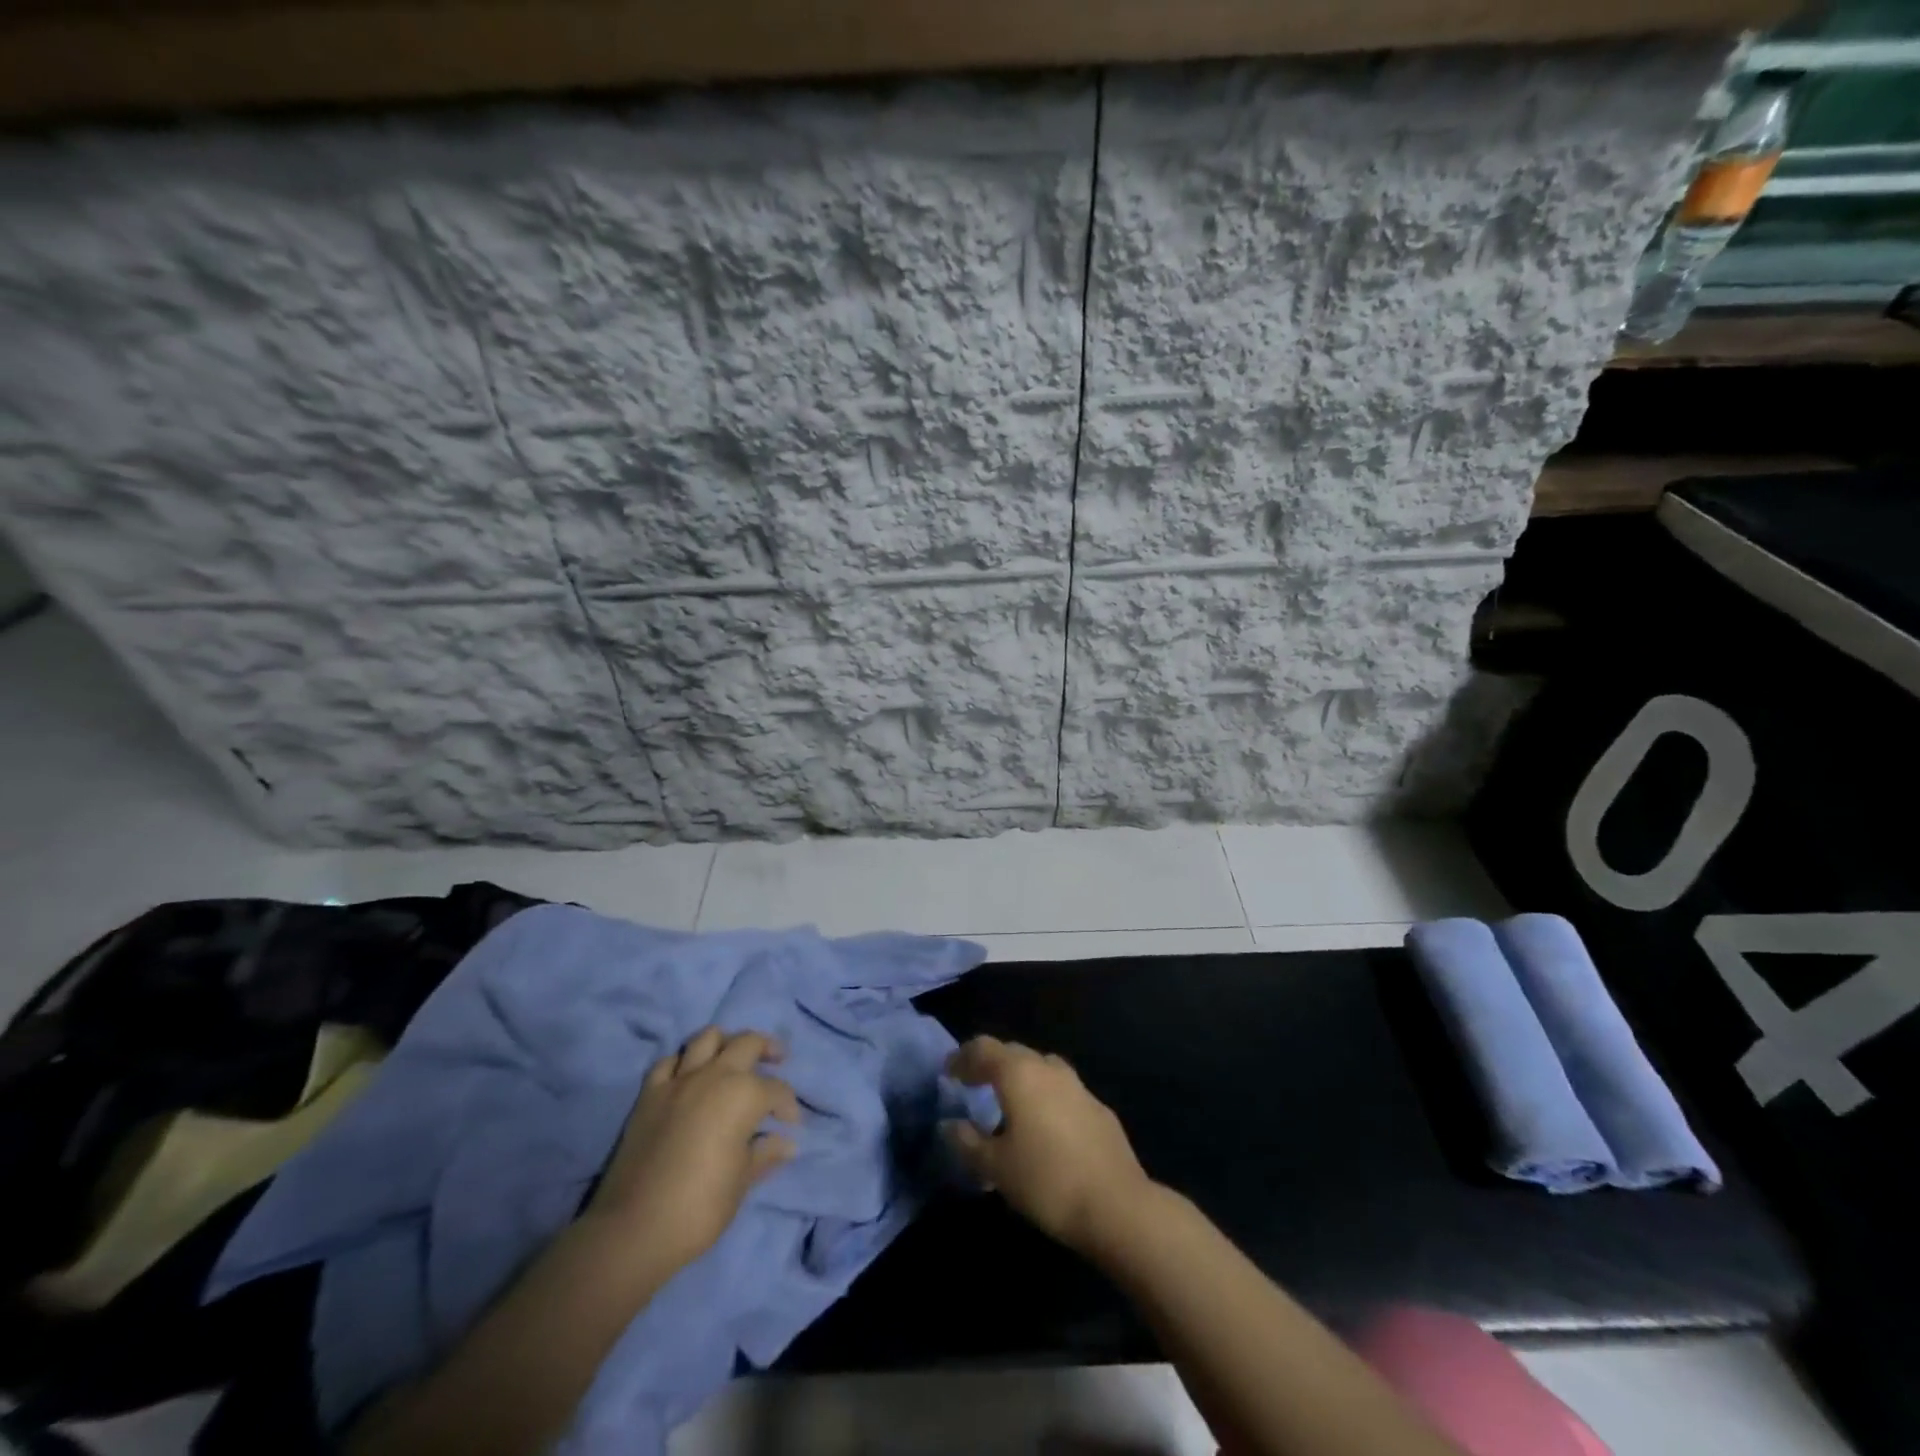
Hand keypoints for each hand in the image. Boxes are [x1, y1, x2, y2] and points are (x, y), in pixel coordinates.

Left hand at [584, 1027, 799, 1273]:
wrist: (635, 1229)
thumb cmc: (700, 1206)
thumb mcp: (742, 1181)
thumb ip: (766, 1153)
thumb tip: (788, 1143)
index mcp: (744, 1094)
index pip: (777, 1090)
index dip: (789, 1107)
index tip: (791, 1126)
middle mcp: (714, 1075)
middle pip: (747, 1042)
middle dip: (767, 1049)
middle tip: (778, 1060)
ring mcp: (678, 1081)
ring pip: (707, 1038)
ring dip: (725, 1042)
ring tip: (734, 1057)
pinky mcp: (649, 1094)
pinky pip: (669, 1062)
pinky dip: (683, 1063)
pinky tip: (689, 1076)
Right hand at [941, 1036, 1152, 1254]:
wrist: (1117, 1205)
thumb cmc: (1047, 1181)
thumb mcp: (996, 1167)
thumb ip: (968, 1142)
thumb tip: (949, 1125)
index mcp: (1019, 1074)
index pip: (983, 1049)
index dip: (962, 1057)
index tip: (948, 1073)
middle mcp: (1048, 1069)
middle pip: (1013, 1053)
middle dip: (990, 1064)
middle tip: (972, 1084)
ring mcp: (1078, 1086)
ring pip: (1041, 1068)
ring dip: (1020, 1078)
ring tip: (1007, 1103)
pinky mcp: (1098, 1108)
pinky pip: (1062, 1090)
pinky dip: (1044, 1096)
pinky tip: (1043, 1125)